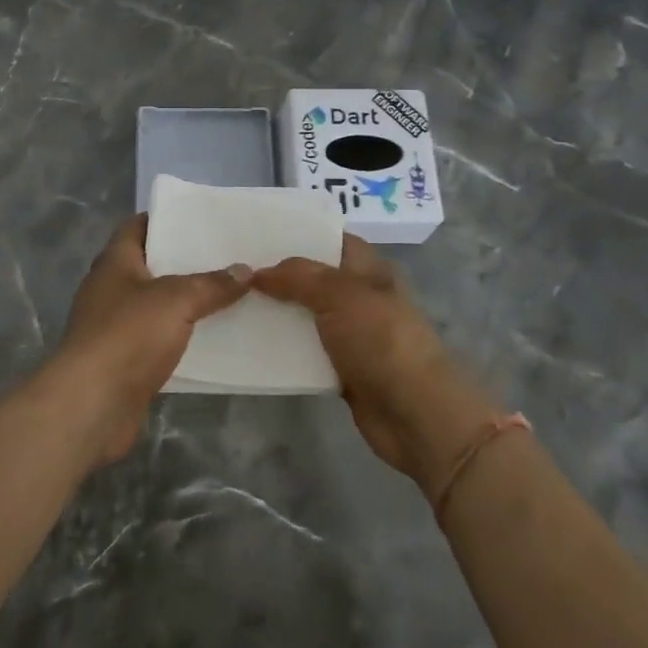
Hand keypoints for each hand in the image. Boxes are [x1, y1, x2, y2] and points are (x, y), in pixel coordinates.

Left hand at [51, 214, 249, 465]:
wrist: (92, 404)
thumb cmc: (128, 335)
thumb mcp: (176, 300)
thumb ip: (211, 284)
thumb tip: (244, 270)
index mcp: (115, 262)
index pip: (137, 226)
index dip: (166, 220)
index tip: (200, 220)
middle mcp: (110, 289)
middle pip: (150, 265)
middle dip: (184, 262)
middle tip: (225, 256)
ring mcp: (113, 326)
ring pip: (156, 305)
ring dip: (184, 302)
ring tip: (227, 294)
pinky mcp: (122, 361)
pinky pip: (157, 340)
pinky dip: (179, 337)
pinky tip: (211, 338)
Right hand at [253, 236, 495, 495]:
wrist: (415, 413)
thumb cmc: (382, 340)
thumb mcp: (340, 294)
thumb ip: (298, 277)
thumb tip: (259, 272)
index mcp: (368, 270)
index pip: (331, 240)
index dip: (300, 234)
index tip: (259, 233)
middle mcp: (360, 297)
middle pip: (314, 279)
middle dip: (279, 275)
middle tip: (235, 268)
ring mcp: (352, 335)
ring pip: (306, 316)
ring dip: (277, 313)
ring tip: (232, 302)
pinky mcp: (342, 369)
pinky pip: (306, 352)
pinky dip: (283, 350)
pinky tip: (250, 343)